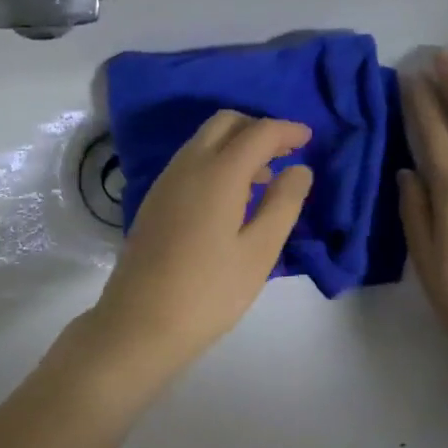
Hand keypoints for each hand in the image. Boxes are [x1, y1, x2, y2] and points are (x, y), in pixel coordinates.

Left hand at [75, 112, 314, 390]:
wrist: (139, 324)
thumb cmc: (208, 292)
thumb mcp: (259, 252)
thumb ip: (283, 204)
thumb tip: (299, 169)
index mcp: (217, 173)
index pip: (257, 132)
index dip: (286, 130)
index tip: (309, 139)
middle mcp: (188, 165)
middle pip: (225, 123)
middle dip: (257, 128)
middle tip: (285, 152)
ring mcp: (166, 181)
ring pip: (204, 140)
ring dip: (236, 144)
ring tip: (264, 177)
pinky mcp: (154, 200)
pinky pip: (190, 161)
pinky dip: (216, 161)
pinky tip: (231, 197)